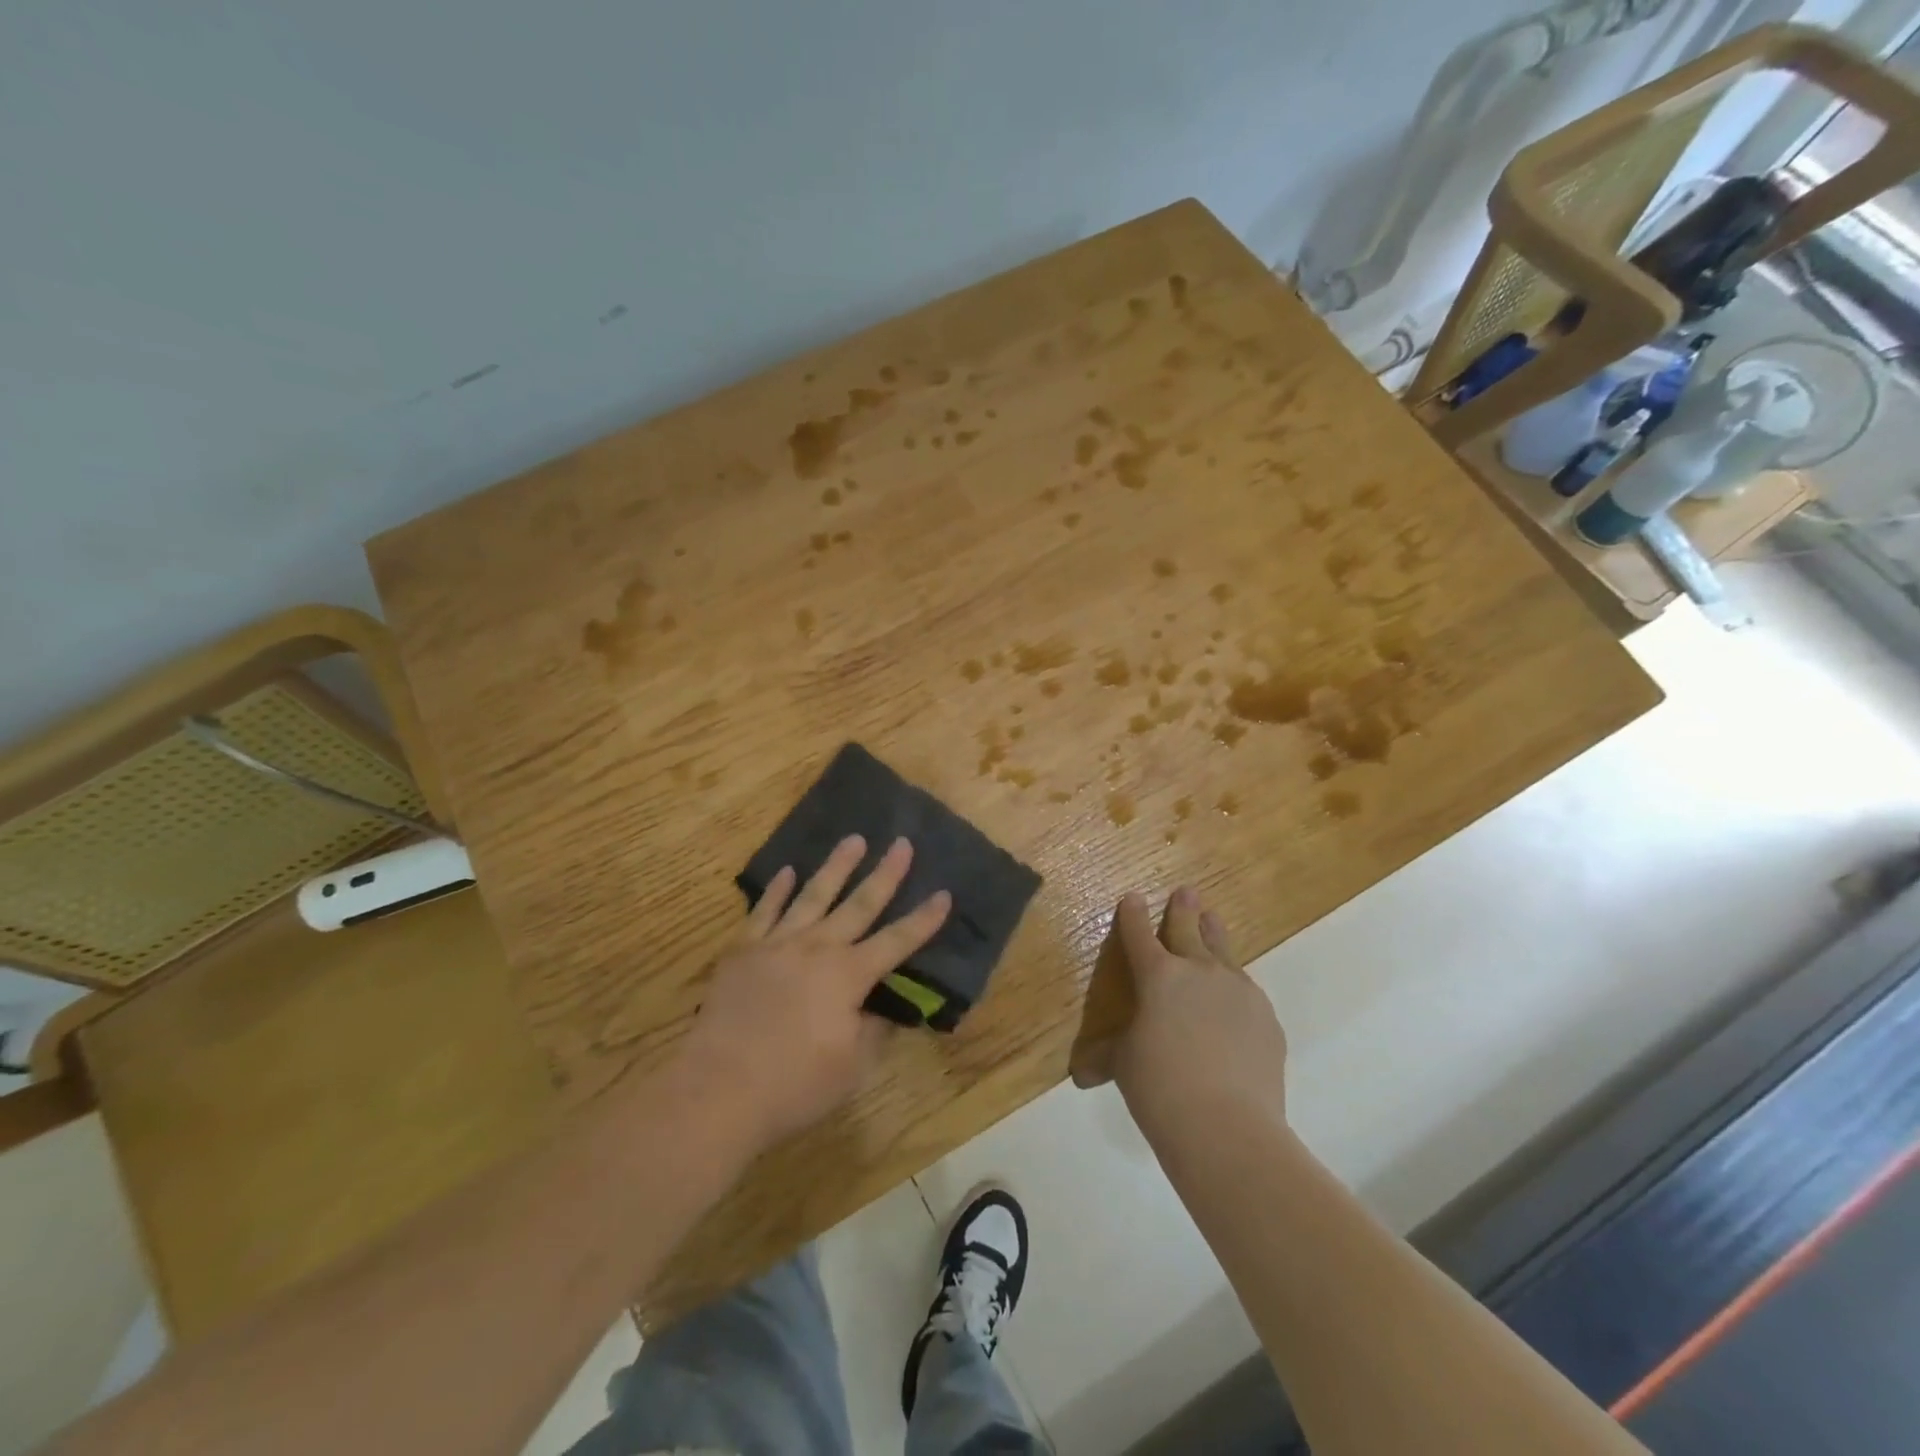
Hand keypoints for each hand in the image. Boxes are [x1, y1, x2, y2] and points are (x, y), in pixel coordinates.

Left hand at [675, 834, 950, 1149]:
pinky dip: (777, 889)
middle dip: (885, 873)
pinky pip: (764, 910)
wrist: (719, 1089)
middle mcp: (817, 948)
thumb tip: (885, 1007)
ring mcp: (777, 944)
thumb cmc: (794, 1084)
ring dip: (836, 866)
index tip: (944, 894)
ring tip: (853, 839)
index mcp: (848, 975)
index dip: (923, 920)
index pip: (897, 941)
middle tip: (902, 843)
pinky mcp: (743, 951)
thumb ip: (873, 1030)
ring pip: (813, 895)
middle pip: (859, 904)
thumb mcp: (852, 1067)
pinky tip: (787, 871)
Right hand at [1111, 886, 1288, 1142]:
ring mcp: (1238, 991)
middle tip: (1186, 892)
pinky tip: (1234, 996)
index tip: (1132, 898)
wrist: (1228, 1127)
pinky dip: (1235, 986)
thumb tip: (1082, 1074)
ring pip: (1224, 952)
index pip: (1140, 935)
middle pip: (1189, 930)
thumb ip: (1107, 1057)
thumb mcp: (1124, 1066)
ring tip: (1214, 920)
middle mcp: (1199, 971)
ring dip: (1215, 935)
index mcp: (1158, 976)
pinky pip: (1246, 990)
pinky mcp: (1266, 1018)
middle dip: (1183, 910)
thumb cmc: (1160, 1088)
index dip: (1133, 916)